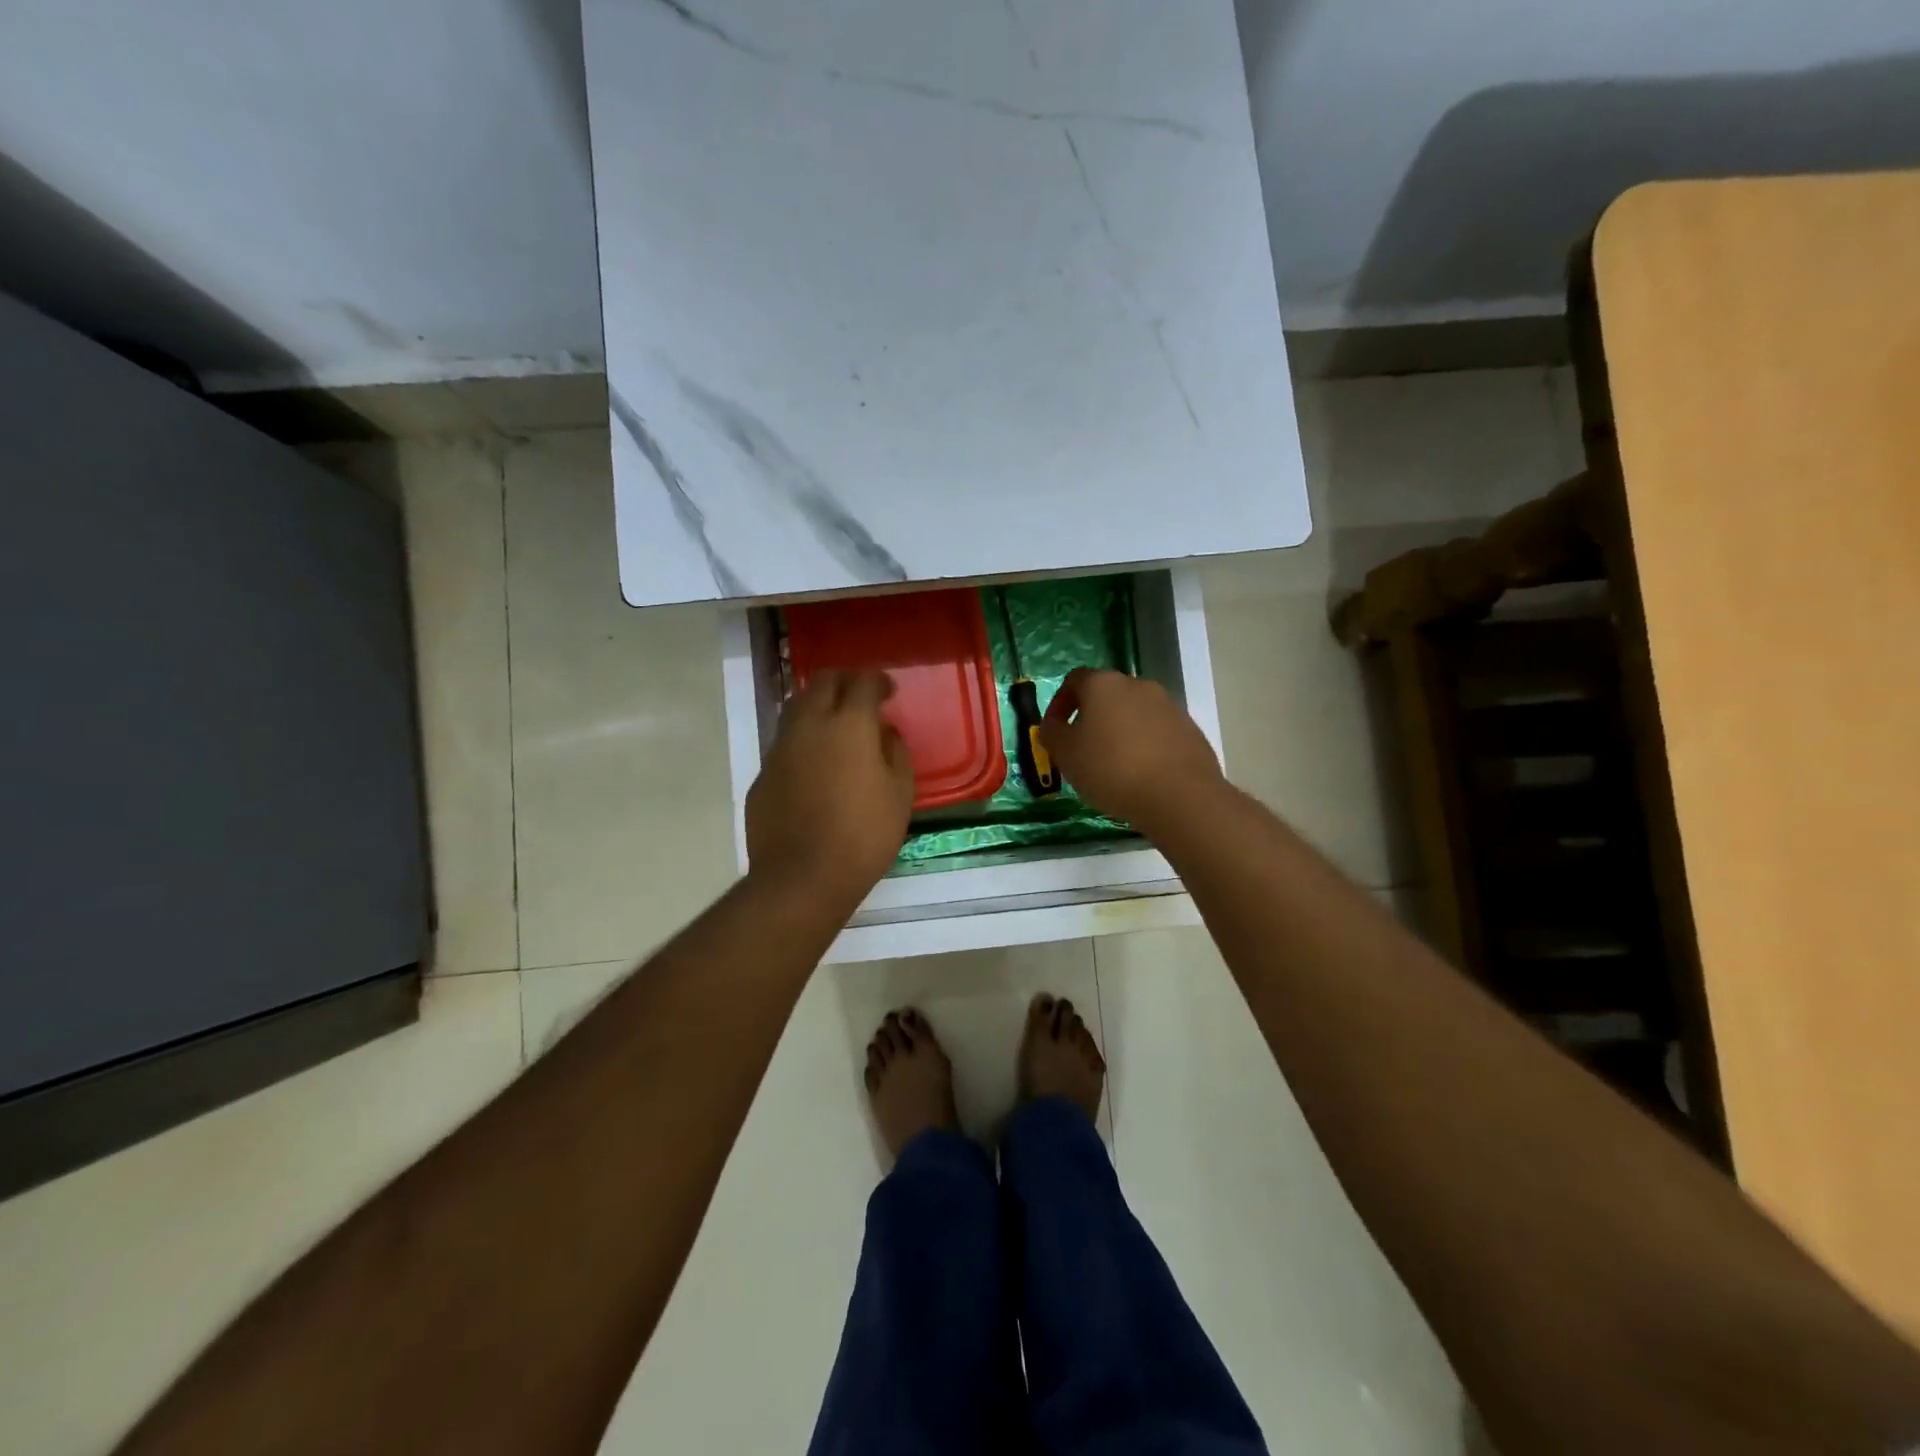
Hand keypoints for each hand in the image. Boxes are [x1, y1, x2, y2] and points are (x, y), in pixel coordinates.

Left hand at [746, 669, 914, 908]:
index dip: (878, 681)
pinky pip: (785, 744)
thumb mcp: (900, 794)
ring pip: (797, 708)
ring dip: (818, 707)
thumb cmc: (863, 835)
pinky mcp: (762, 774)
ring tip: (835, 727)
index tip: (888, 692)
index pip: (862, 682)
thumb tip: (884, 733)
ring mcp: (780, 748)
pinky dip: (803, 742)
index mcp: (848, 724)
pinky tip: (815, 767)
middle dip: (844, 682)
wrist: (801, 877)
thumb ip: (895, 753)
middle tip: (861, 698)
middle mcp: (809, 725)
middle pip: (822, 682)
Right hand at [1039, 668, 1222, 830]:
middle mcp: (1138, 685)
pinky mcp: (1190, 730)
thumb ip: (1051, 733)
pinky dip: (1145, 746)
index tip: (1055, 730)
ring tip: (1113, 766)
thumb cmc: (1111, 769)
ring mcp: (1169, 706)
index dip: (1060, 703)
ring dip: (1120, 732)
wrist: (1179, 796)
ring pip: (1134, 714)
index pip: (1074, 680)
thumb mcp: (1065, 754)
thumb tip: (1053, 725)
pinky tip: (1142, 775)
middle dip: (1092, 718)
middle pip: (1107, 695)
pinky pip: (1158, 733)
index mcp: (1104, 684)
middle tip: (1083, 749)